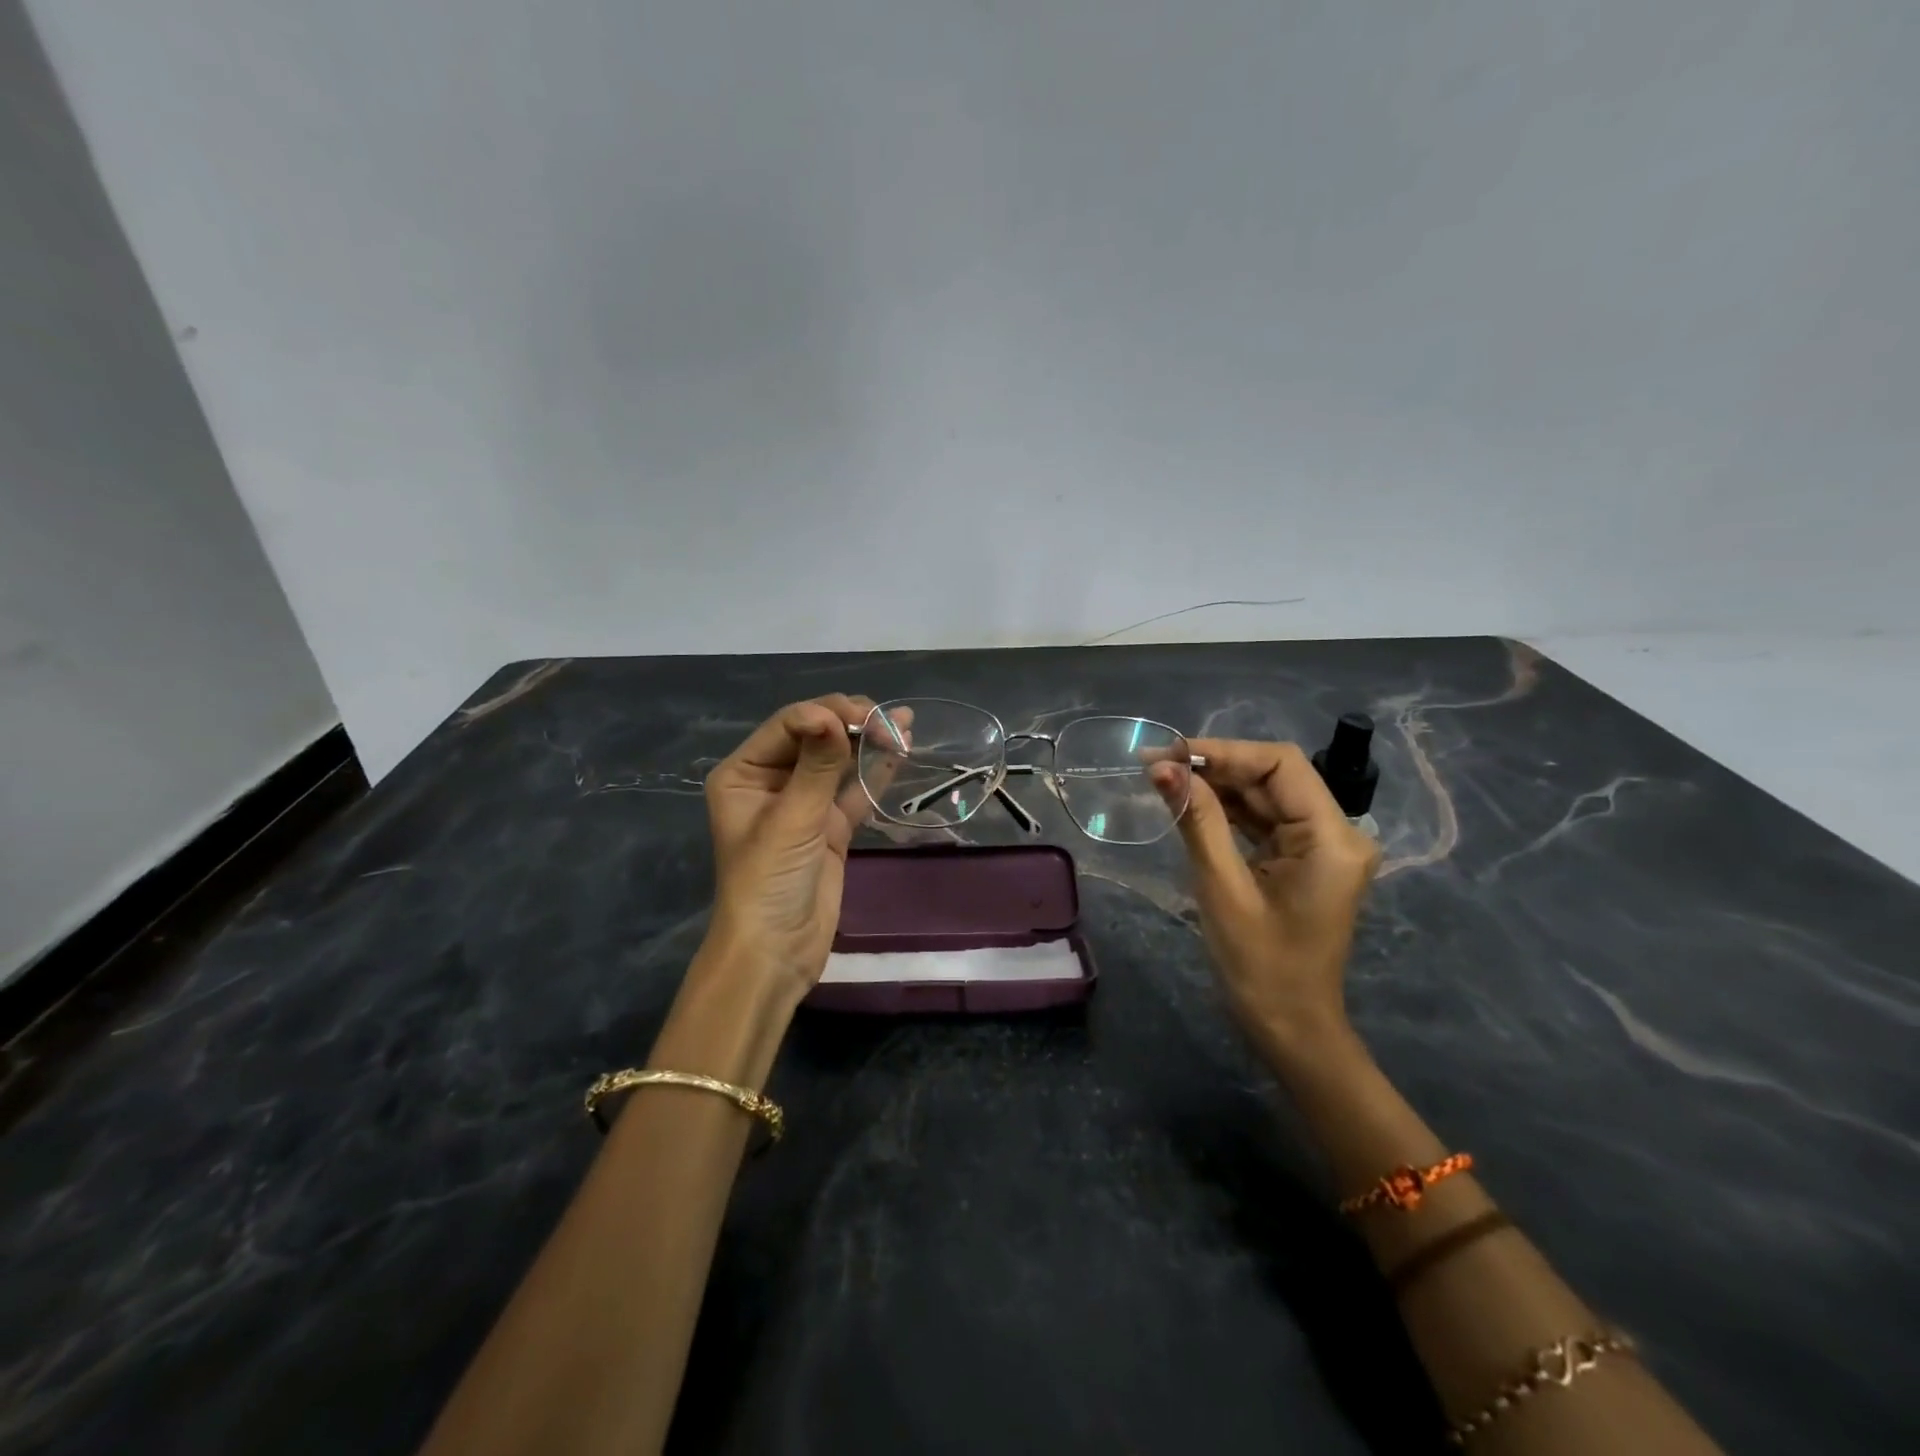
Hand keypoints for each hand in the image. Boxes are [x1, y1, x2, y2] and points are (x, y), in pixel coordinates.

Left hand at [700, 695, 877, 1006]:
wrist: (776, 952)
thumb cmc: (768, 881)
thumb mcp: (791, 820)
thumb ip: (817, 766)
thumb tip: (832, 713)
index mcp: (744, 773)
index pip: (787, 726)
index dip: (824, 714)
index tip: (861, 717)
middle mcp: (770, 780)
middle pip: (814, 737)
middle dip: (850, 723)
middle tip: (887, 721)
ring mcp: (803, 803)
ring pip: (837, 761)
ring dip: (867, 741)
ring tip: (902, 723)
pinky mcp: (829, 826)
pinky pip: (853, 790)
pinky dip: (874, 772)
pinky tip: (899, 751)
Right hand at [1156, 739, 1380, 1066]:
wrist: (1290, 1028)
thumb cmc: (1260, 966)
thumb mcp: (1223, 888)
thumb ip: (1198, 820)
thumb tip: (1162, 768)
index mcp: (1332, 838)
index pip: (1280, 765)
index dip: (1224, 751)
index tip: (1170, 753)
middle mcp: (1336, 833)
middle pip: (1273, 777)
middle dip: (1215, 767)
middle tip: (1155, 765)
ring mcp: (1321, 847)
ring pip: (1265, 796)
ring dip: (1217, 786)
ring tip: (1163, 779)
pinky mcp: (1304, 860)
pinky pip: (1264, 821)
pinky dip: (1227, 811)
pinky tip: (1189, 804)